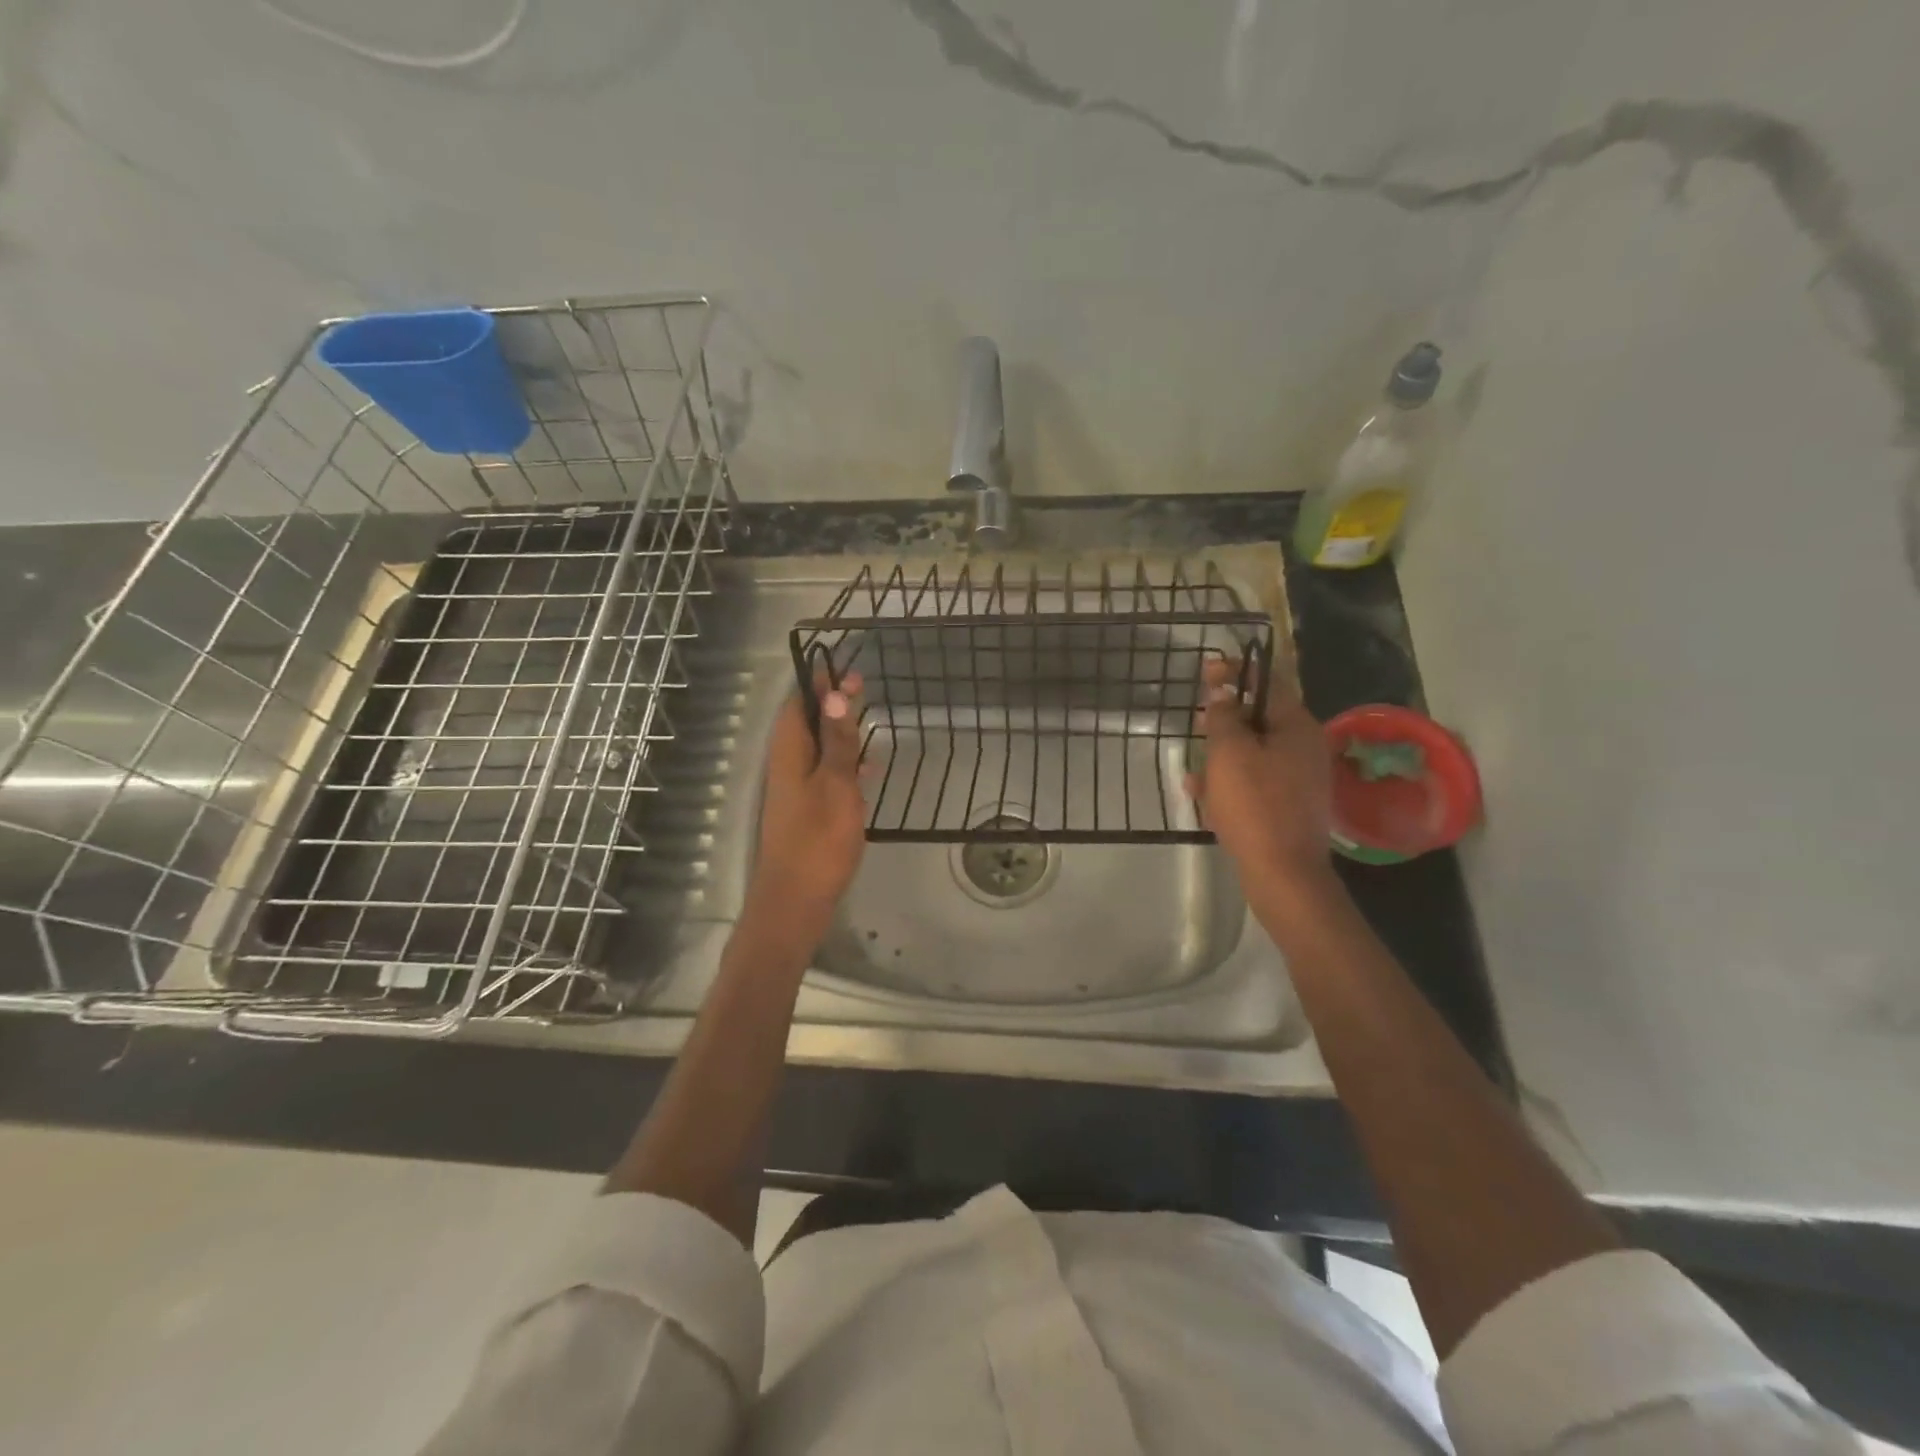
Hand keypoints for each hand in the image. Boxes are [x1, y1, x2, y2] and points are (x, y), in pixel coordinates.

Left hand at [749, 671, 866, 933]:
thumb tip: (834, 696)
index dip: (820, 684)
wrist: (797, 899)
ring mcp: (796, 789)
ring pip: (818, 749)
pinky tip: (867, 768)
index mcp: (789, 752)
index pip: (800, 704)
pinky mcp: (807, 810)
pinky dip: (844, 764)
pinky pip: (825, 774)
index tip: (845, 668)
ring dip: (841, 733)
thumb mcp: (836, 784)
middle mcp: (787, 765)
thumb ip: (837, 742)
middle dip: (833, 704)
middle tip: (862, 686)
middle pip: (809, 724)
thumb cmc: (819, 838)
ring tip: (868, 719)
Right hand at [1186, 656, 1336, 899]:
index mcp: (1297, 726)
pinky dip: (1231, 781)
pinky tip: (1202, 795)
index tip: (1207, 669)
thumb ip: (1224, 717)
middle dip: (1226, 717)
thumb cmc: (1255, 804)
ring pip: (1255, 752)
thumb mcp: (1229, 753)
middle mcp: (1304, 747)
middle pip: (1261, 718)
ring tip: (1193, 764)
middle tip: (1197, 718)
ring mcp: (1299, 779)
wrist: (1283, 872)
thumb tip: (1223, 695)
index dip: (1236, 671)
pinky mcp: (1289, 806)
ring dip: (1223, 753)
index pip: (1267, 682)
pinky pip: (1256, 782)